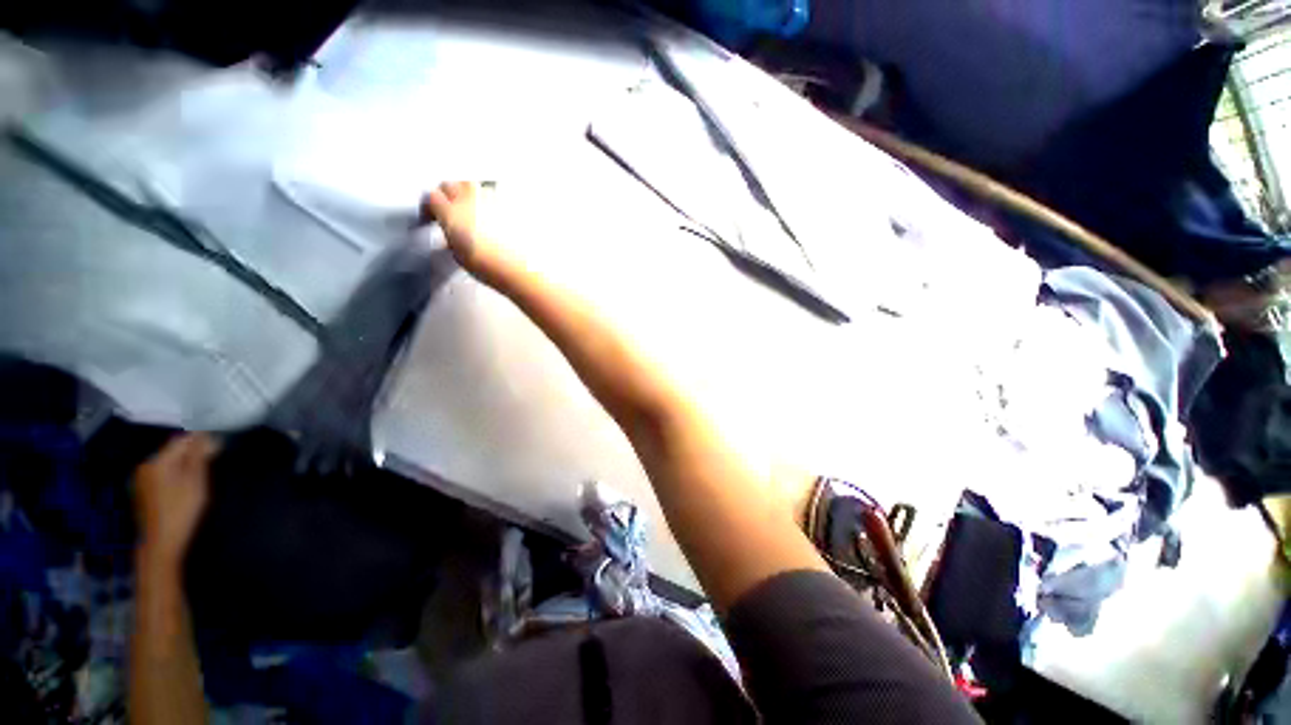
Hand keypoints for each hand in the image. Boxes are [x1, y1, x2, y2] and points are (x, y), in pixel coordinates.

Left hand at [133, 433, 217, 569]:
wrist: (161, 542)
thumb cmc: (182, 510)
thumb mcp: (196, 481)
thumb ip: (198, 456)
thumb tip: (204, 434)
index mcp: (158, 462)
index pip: (181, 441)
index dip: (200, 441)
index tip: (218, 446)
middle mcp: (146, 466)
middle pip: (173, 451)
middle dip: (193, 453)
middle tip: (213, 461)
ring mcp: (142, 480)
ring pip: (168, 463)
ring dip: (185, 464)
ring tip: (200, 475)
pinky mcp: (144, 491)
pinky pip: (162, 474)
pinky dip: (176, 474)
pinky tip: (185, 487)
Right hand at [420, 181, 502, 277]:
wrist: (524, 267)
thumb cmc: (492, 267)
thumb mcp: (461, 257)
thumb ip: (451, 238)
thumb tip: (451, 235)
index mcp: (452, 213)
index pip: (432, 198)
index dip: (432, 207)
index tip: (434, 215)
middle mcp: (470, 199)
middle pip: (452, 185)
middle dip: (449, 194)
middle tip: (453, 209)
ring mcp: (492, 198)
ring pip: (474, 186)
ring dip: (470, 195)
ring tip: (475, 211)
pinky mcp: (510, 202)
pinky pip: (495, 195)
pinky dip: (492, 202)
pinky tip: (497, 217)